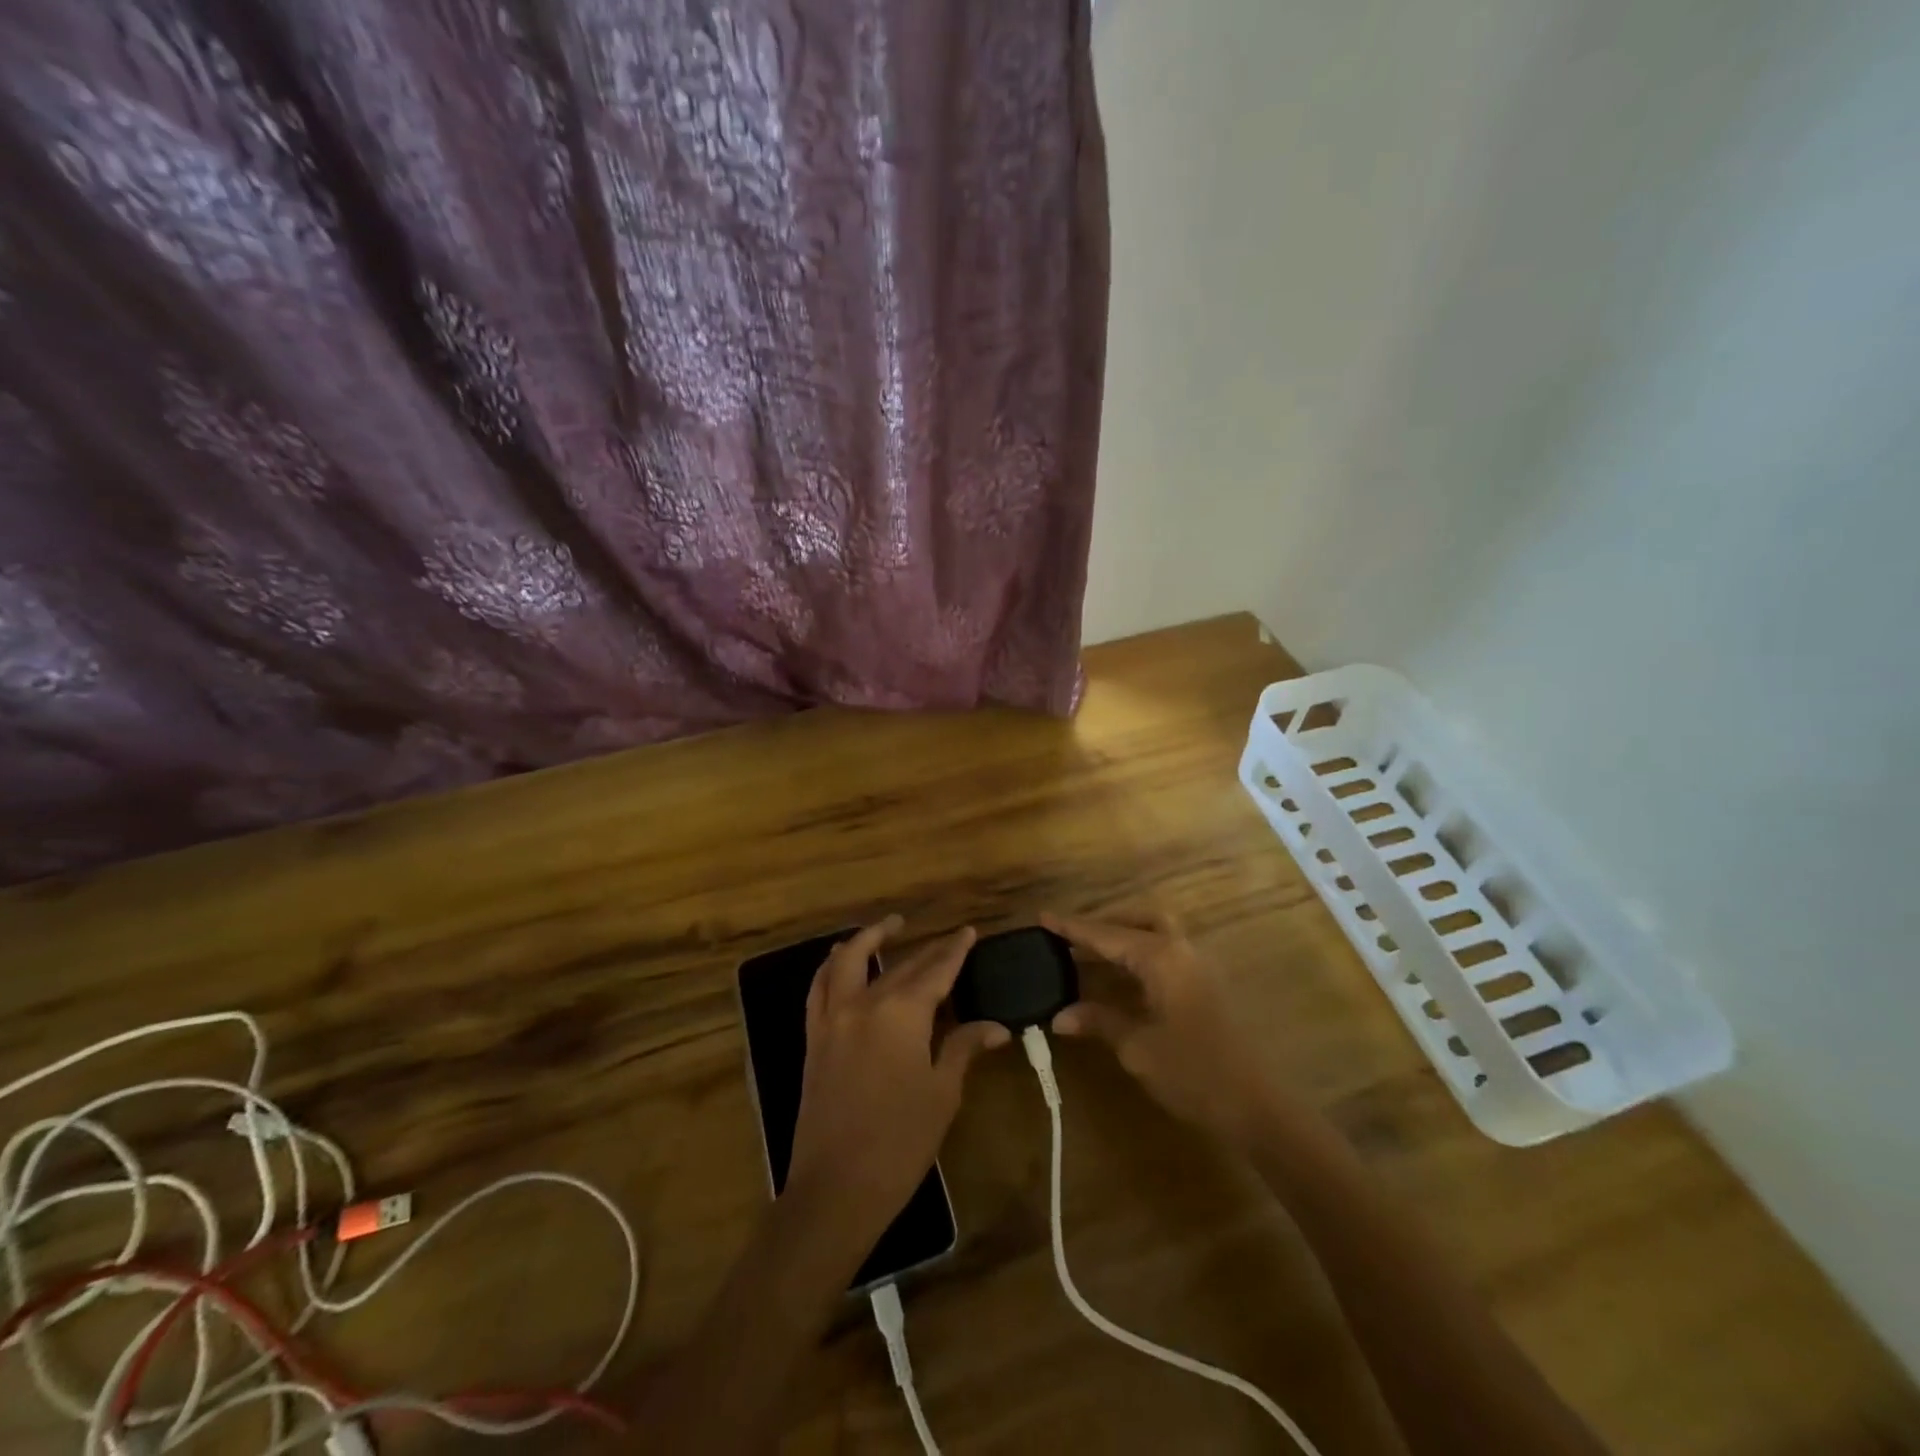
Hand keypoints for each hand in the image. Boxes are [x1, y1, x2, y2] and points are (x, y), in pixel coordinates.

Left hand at [787, 917, 1008, 1239]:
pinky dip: (831, 966)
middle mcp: (864, 1003)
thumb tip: (995, 1026)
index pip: (935, 971)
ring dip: (869, 938)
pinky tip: (840, 960)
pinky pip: (819, 987)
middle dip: (927, 950)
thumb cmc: (900, 1142)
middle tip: (949, 940)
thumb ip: (962, 1047)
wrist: (836, 1188)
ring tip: (890, 927)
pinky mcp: (814, 1038)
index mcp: (901, 1013)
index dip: (955, 951)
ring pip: (847, 960)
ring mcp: (832, 1018)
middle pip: (901, 966)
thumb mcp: (942, 1093)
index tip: (969, 932)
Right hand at [1043, 910, 1281, 1142]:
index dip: (1072, 927)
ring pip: (1155, 935)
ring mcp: (1198, 967)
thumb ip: (1100, 1021)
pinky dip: (1138, 958)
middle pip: (1138, 920)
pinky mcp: (1206, 987)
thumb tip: (1060, 1015)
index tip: (1042, 916)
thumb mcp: (1138, 1047)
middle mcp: (1181, 950)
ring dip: (1123, 940)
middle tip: (1070, 939)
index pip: (1107, 934)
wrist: (1259, 1107)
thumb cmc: (1194, 1072)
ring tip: (1088, 958)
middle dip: (1104, 924)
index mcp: (1161, 957)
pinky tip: (1121, 981)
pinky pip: (1165, 956)